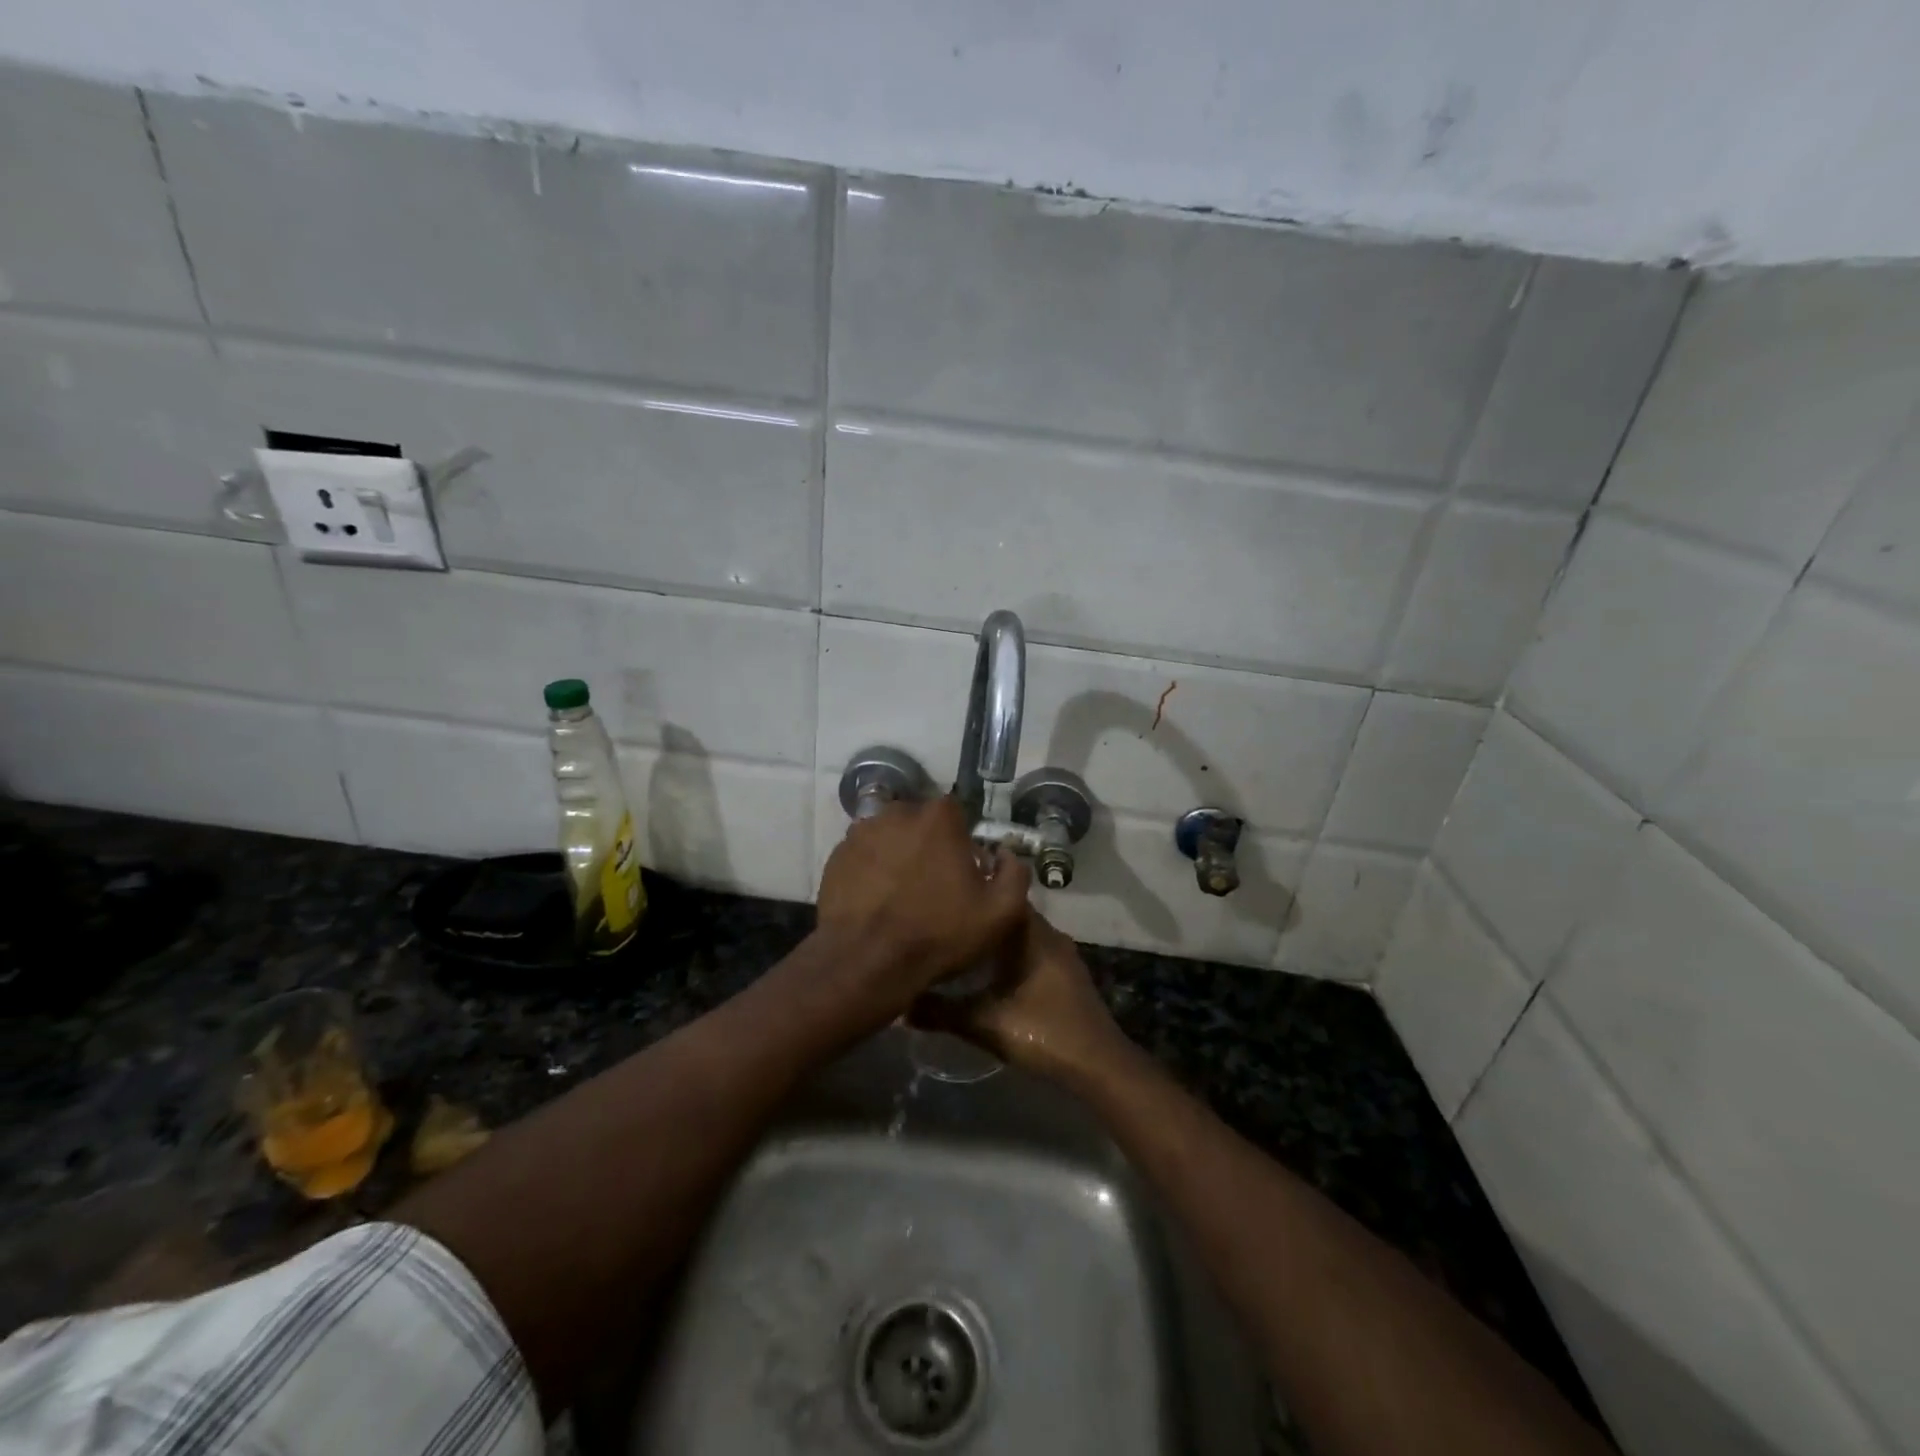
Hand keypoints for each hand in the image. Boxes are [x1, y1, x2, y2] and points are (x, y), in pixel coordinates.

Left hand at [814, 797, 1030, 1021]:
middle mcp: (897, 812)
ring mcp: (861, 832)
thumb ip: (1014, 874)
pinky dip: (871, 870)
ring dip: (897, 855)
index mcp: (938, 817)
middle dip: (928, 845)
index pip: (956, 813)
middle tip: (932, 884)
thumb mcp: (999, 912)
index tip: (962, 870)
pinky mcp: (836, 856)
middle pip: (920, 822)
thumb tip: (1006, 855)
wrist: (867, 962)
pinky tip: (876, 900)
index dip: (961, 841)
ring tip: (900, 893)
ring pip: (889, 837)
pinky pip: (863, 855)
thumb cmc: (938, 933)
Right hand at [913, 906, 1130, 1085]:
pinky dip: (1013, 953)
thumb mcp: (984, 1023)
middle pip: (1011, 914)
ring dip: (998, 936)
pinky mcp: (1068, 975)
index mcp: (1032, 934)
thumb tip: (901, 1005)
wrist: (1097, 1063)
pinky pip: (1034, 951)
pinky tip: (993, 970)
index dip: (978, 887)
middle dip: (983, 915)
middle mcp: (1050, 934)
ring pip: (1023, 934)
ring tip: (964, 940)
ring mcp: (1063, 955)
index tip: (951, 887)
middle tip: (950, 916)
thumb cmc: (1042, 1030)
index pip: (1003, 893)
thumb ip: (942, 1012)